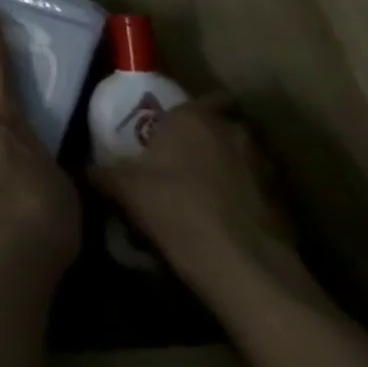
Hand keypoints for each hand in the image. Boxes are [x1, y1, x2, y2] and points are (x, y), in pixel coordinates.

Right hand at [88, 94, 296, 293]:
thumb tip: (82, 168)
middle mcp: (235, 134)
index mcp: (196, 117)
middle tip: (187, 156)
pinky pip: (260, 195)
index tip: (175, 123)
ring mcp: (266, 171)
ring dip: (232, 170)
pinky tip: (226, 225)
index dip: (195, 108)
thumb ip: (102, 173)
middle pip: (229, 126)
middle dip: (212, 138)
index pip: (209, 96)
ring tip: (206, 193)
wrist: (244, 271)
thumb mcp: (124, 189)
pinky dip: (247, 203)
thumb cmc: (176, 208)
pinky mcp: (285, 209)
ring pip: (247, 160)